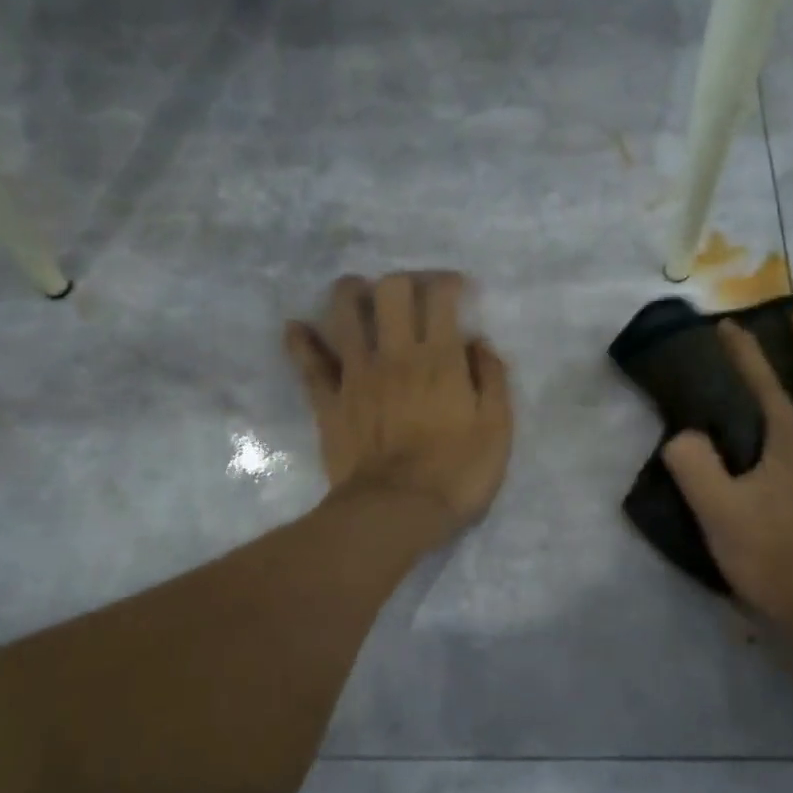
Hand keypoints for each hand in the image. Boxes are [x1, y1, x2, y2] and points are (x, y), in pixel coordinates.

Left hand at [285, 272, 513, 541]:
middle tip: (410, 293)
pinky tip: (296, 327)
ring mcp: (356, 374)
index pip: (440, 298)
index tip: (456, 288)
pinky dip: (300, 342)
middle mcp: (396, 354)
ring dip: (349, 293)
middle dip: (401, 281)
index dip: (448, 282)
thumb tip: (479, 343)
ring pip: (344, 314)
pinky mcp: (329, 400)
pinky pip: (308, 363)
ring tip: (357, 292)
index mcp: (440, 359)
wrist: (395, 511)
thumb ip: (492, 379)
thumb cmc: (456, 473)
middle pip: (390, 292)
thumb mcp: (497, 430)